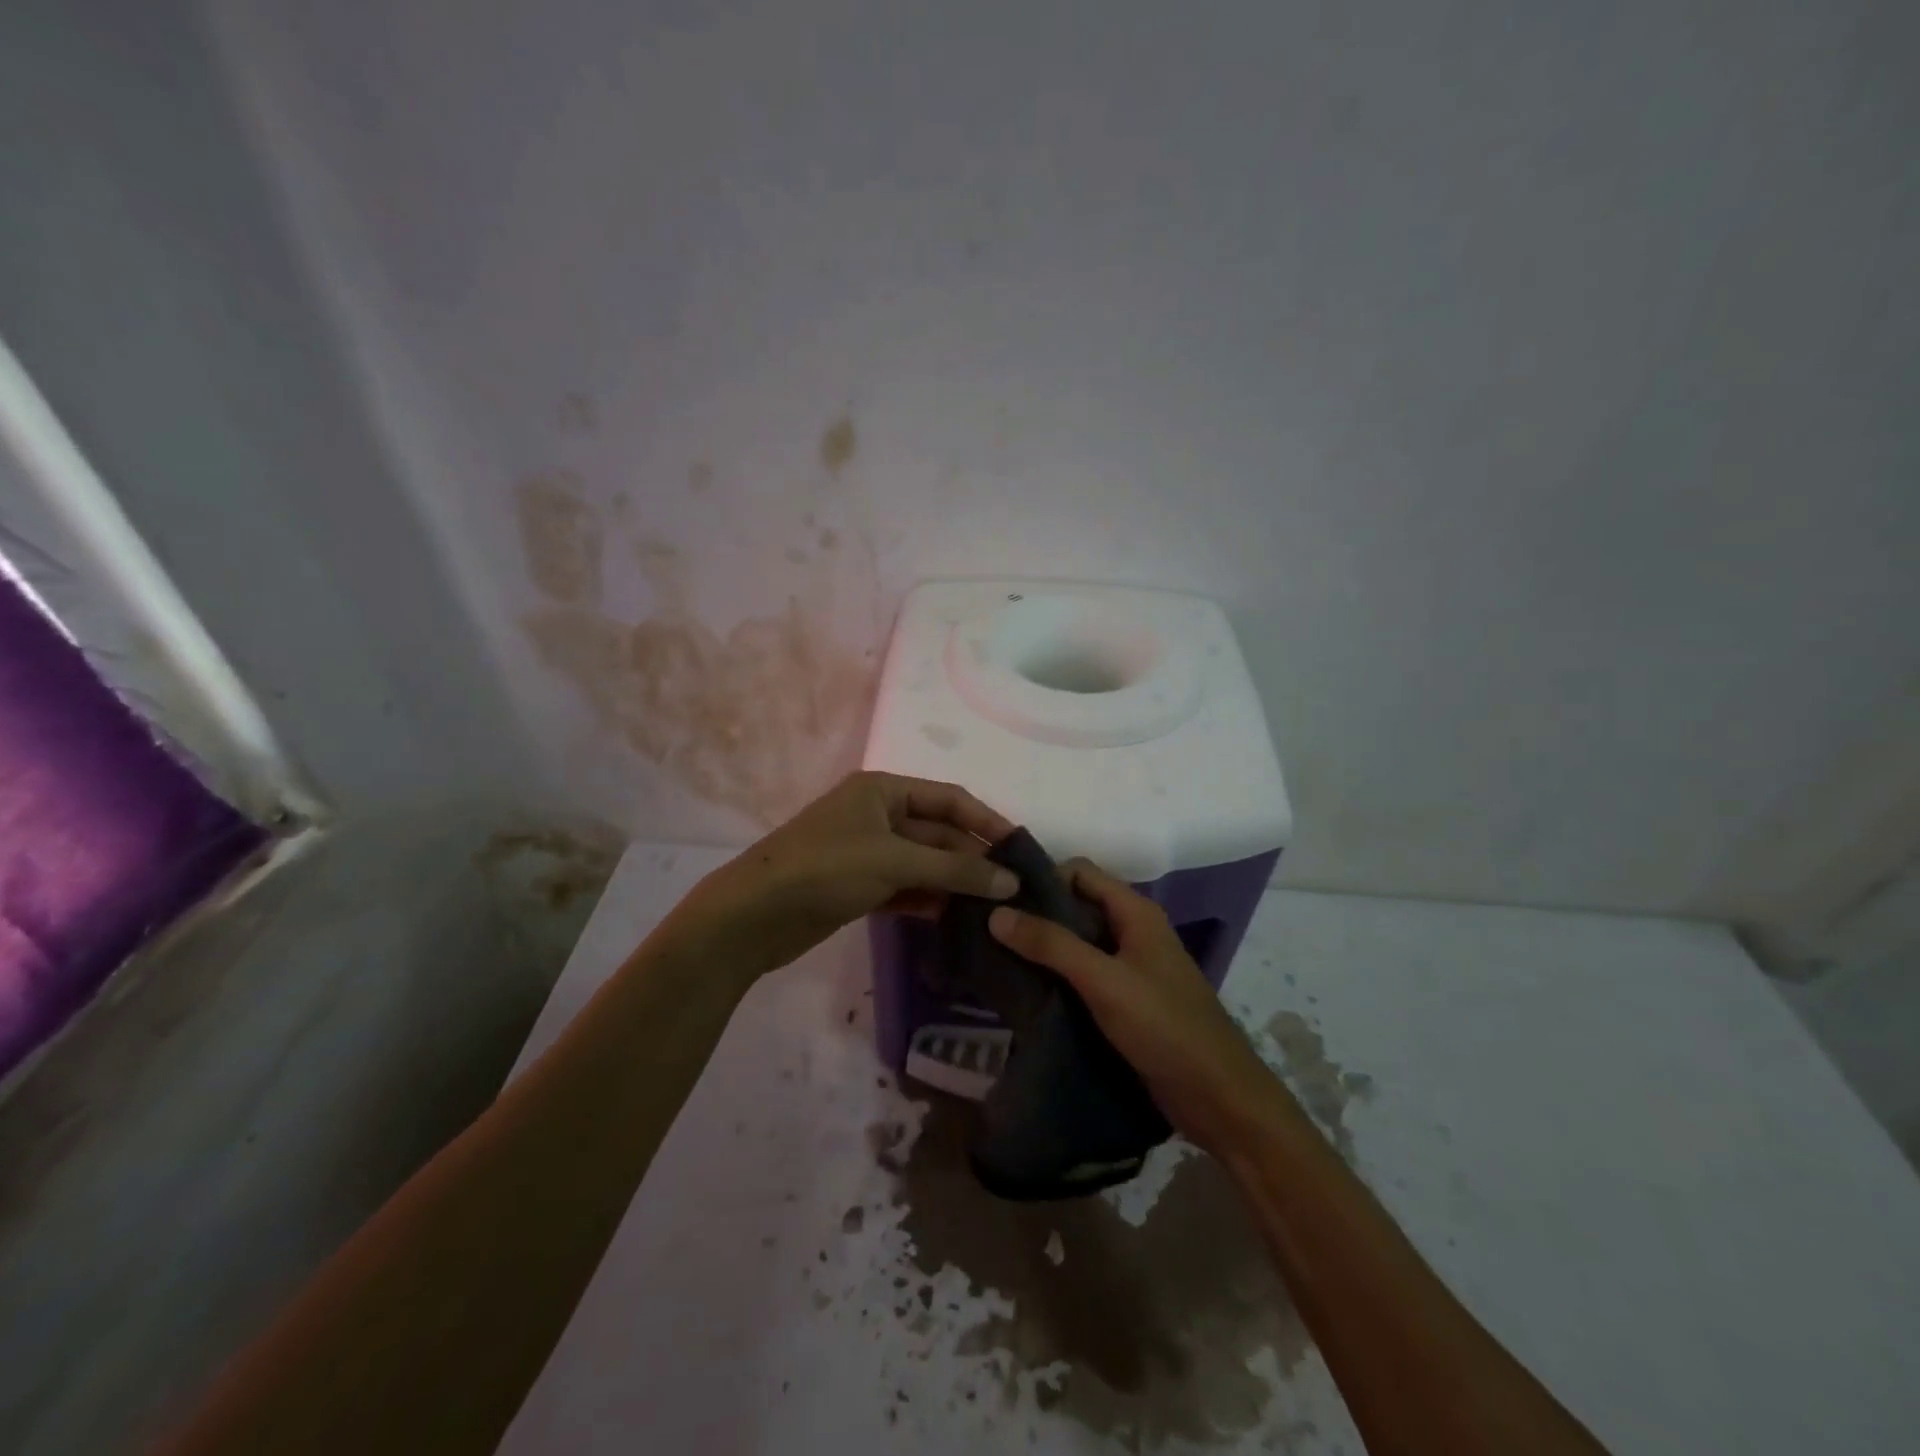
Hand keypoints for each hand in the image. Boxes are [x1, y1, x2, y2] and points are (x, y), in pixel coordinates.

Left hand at [668, 772, 1018, 980]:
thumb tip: (1010, 881)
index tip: (1021, 849)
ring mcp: (867, 852)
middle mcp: (878, 815)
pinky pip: (906, 888)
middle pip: (938, 833)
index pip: (949, 799)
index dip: (986, 821)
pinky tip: (955, 919)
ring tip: (994, 908)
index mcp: (883, 790)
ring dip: (954, 882)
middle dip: (971, 859)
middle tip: (1013, 889)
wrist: (753, 916)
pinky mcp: (859, 886)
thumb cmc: (825, 869)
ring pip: (924, 863)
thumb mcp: (894, 861)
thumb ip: (954, 869)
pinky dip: (929, 900)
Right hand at [987, 858, 1282, 1153]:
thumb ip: (1051, 945)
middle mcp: (1134, 930)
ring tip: (1000, 957)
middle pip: (1078, 905)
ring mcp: (1132, 966)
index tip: (1001, 897)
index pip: (1080, 871)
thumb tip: (996, 913)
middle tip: (991, 929)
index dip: (1042, 877)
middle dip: (1038, 913)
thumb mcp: (1103, 980)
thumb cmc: (1164, 1026)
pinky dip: (1058, 974)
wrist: (1217, 1096)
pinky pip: (1085, 973)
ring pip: (1079, 941)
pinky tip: (1029, 989)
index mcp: (1136, 912)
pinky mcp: (1127, 999)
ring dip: (1045, 946)